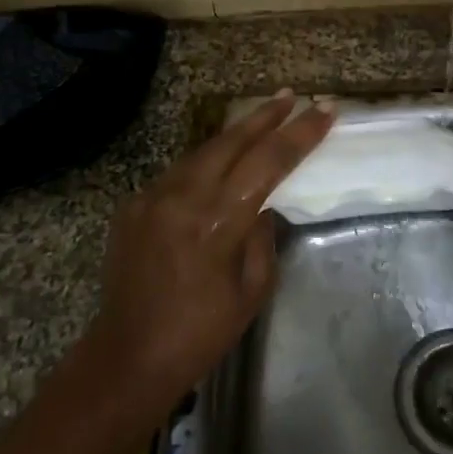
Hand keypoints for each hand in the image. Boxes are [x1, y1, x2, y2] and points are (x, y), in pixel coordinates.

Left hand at [90, 90, 333, 398]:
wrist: (127, 357)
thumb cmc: (201, 333)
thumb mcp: (252, 290)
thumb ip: (263, 236)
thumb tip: (263, 201)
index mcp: (218, 222)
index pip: (269, 161)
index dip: (300, 134)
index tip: (325, 111)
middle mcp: (183, 197)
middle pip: (232, 140)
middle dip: (266, 115)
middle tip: (292, 96)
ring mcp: (153, 196)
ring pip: (203, 150)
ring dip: (236, 133)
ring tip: (263, 116)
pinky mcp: (134, 204)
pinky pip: (179, 172)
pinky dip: (207, 160)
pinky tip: (222, 160)